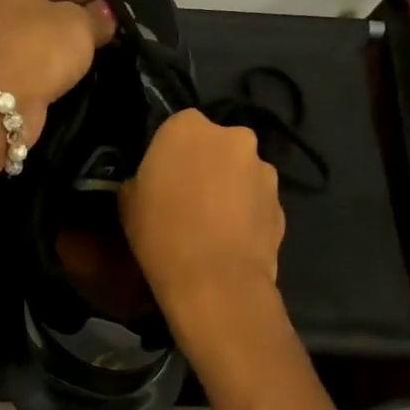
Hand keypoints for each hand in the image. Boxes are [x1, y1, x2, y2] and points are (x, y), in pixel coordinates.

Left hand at [0, 0, 115, 144]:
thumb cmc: (40, 50)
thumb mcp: (81, 26)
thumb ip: (97, 16)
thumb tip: (104, 13)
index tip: (114, 19)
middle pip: (40, 4)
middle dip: (68, 20)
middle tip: (97, 41)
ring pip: (26, 32)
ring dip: (49, 44)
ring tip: (77, 60)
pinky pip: (14, 56)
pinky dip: (32, 63)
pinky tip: (51, 75)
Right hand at [120, 109, 284, 311]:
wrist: (215, 282)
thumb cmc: (161, 233)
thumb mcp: (128, 200)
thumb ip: (144, 177)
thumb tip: (153, 180)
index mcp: (188, 127)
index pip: (177, 127)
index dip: (170, 153)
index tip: (162, 177)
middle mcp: (233, 137)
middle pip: (215, 145)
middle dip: (206, 165)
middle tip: (188, 198)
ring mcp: (263, 170)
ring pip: (241, 172)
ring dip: (230, 188)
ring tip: (213, 225)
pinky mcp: (282, 203)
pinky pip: (257, 202)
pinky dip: (246, 214)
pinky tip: (231, 241)